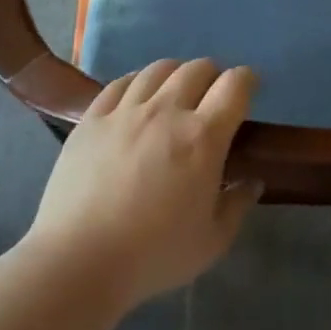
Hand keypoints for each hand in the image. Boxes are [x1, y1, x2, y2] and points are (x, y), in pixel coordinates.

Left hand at [26, 59, 259, 307]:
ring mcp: (125, 111)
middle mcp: (166, 111)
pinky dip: (137, 82)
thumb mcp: (212, 241)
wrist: (78, 260)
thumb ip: (237, 205)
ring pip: (158, 69)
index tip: (250, 87)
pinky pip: (120, 83)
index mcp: (203, 137)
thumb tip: (252, 182)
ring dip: (176, 74)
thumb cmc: (154, 255)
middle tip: (213, 95)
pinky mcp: (92, 119)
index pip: (234, 86)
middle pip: (197, 69)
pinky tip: (137, 96)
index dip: (247, 80)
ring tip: (176, 92)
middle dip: (213, 75)